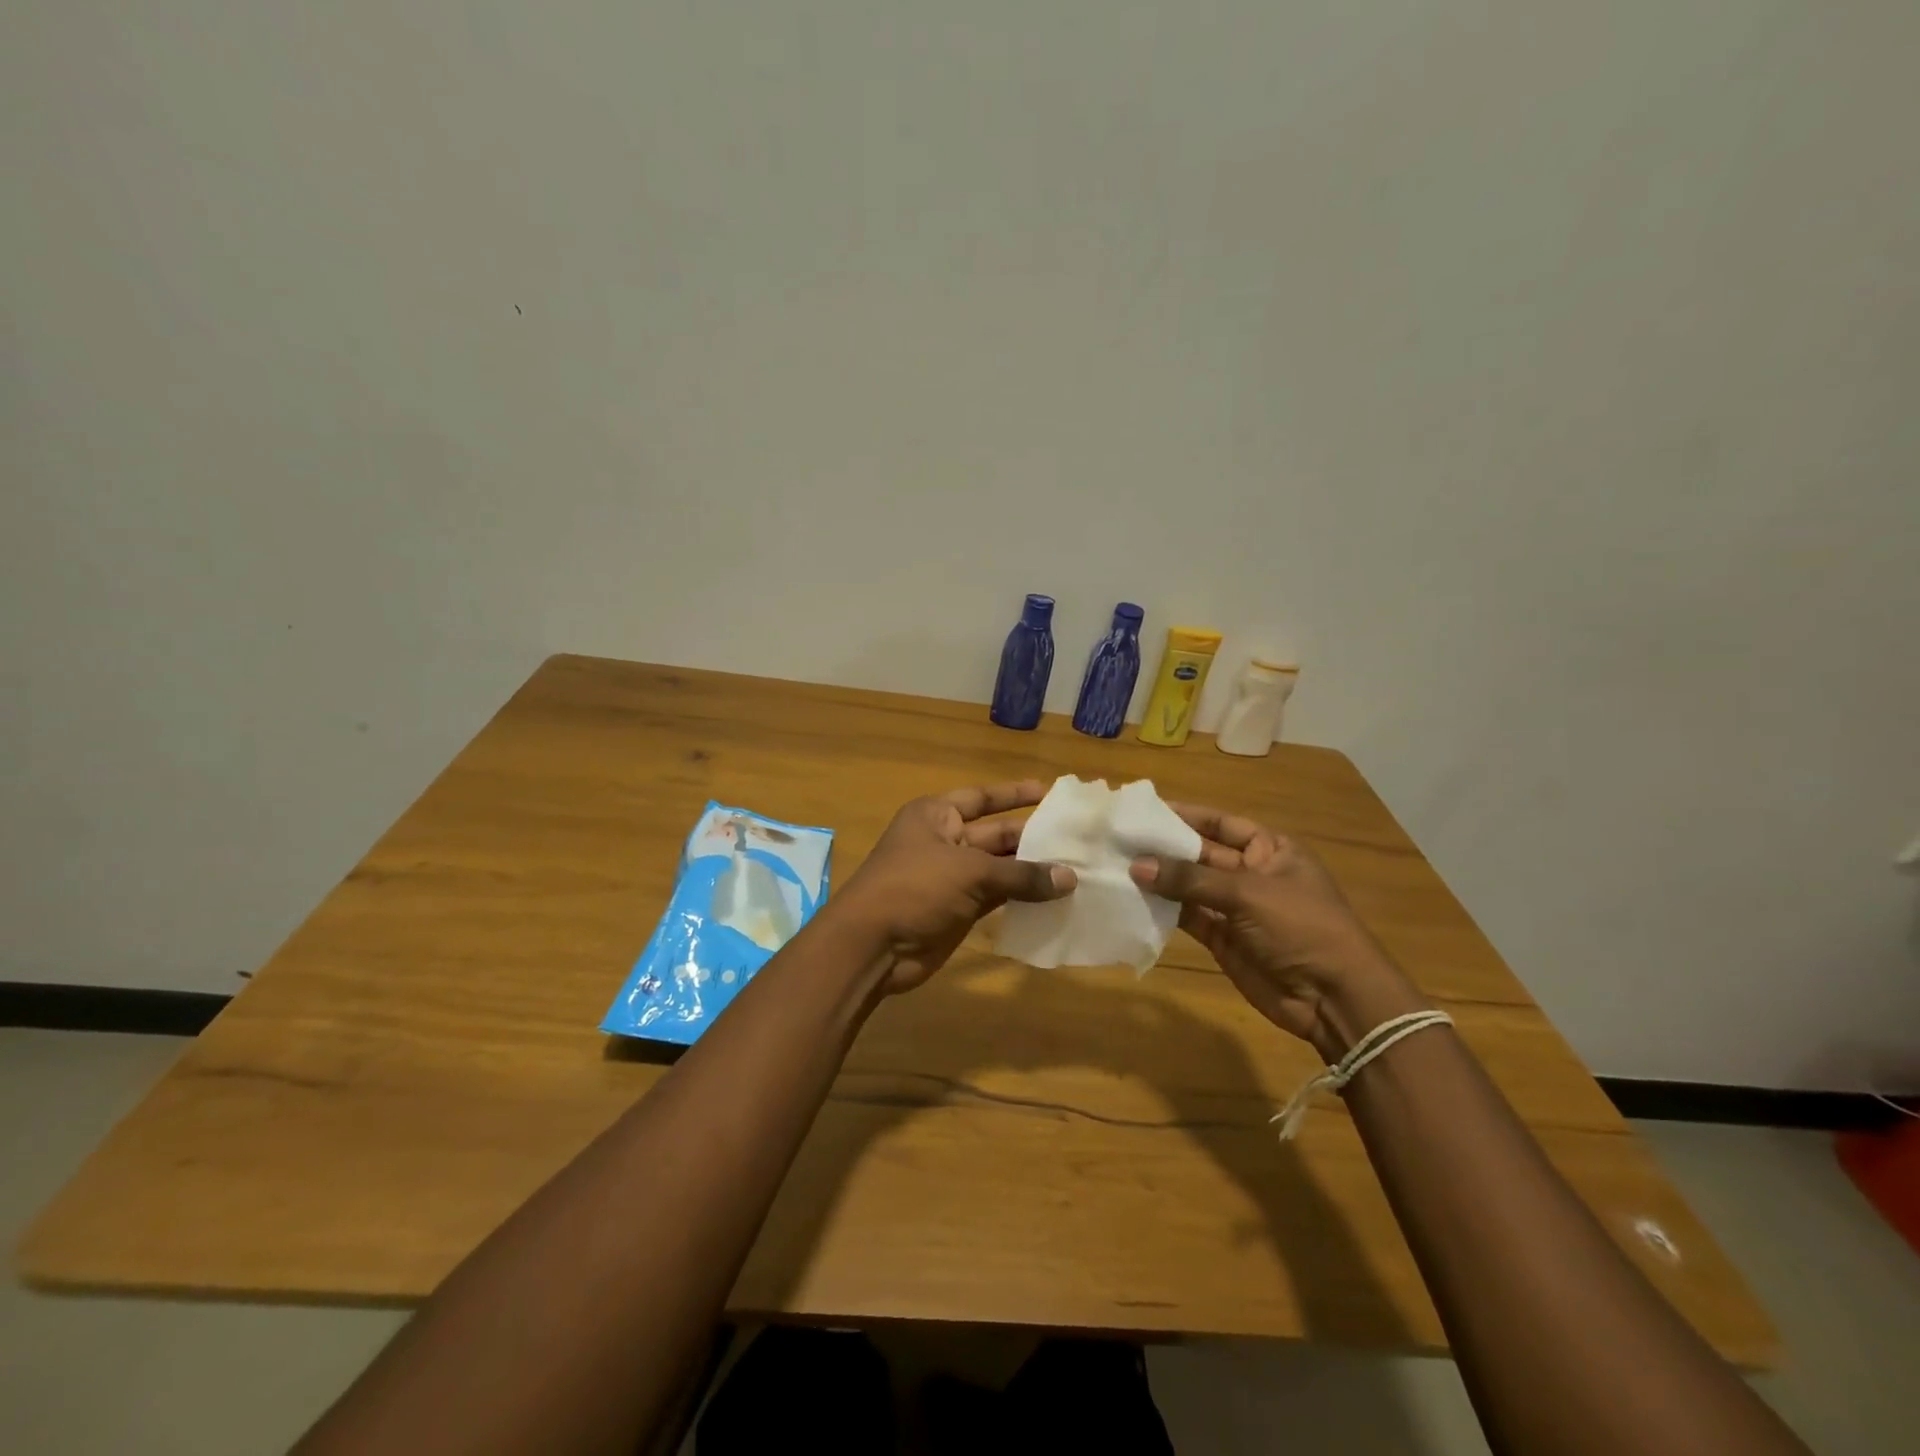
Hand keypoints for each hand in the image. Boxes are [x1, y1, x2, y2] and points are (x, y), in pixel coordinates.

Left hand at [835, 781, 1075, 993]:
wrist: (873, 945)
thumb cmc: (914, 888)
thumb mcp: (969, 872)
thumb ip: (1021, 875)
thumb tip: (1070, 878)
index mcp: (936, 815)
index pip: (982, 798)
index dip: (1014, 794)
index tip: (1049, 791)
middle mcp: (944, 840)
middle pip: (996, 834)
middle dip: (1032, 837)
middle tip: (1077, 839)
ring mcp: (951, 877)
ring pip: (999, 868)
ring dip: (1032, 871)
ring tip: (1077, 869)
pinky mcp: (959, 910)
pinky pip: (997, 897)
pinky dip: (1022, 898)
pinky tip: (1055, 899)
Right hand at [1130, 805, 1428, 1058]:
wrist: (1333, 998)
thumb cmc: (1301, 927)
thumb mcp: (1247, 893)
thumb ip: (1190, 879)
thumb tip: (1137, 866)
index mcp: (1270, 849)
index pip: (1221, 823)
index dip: (1186, 815)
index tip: (1145, 810)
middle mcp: (1250, 873)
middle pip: (1200, 853)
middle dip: (1164, 848)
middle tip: (1119, 840)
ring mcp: (1234, 908)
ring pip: (1189, 886)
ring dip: (1159, 879)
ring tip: (1116, 866)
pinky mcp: (1221, 938)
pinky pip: (1187, 916)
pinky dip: (1163, 909)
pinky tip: (1133, 899)